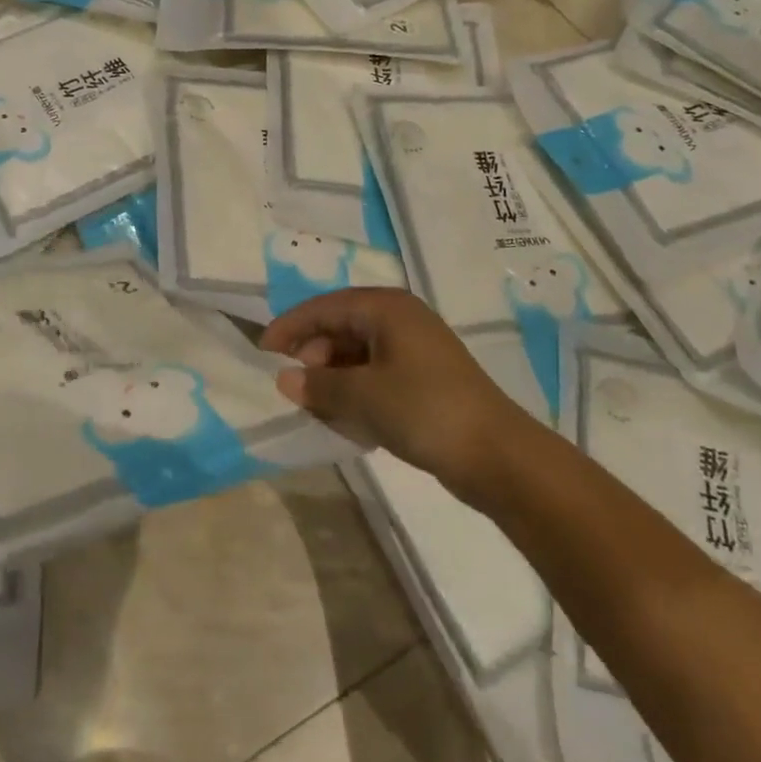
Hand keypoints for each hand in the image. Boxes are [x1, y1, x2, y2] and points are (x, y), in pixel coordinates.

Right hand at [260, 288, 526, 490]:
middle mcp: (401, 320)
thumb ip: (318, 385)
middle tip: (296, 386)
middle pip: (342, 327)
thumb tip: (284, 378)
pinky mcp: (426, 379)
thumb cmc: (423, 410)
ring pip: (358, 354)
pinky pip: (377, 375)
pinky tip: (350, 421)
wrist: (497, 455)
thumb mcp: (362, 397)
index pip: (325, 307)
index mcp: (386, 308)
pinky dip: (357, 392)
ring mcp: (416, 350)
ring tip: (319, 408)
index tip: (263, 349)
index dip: (291, 326)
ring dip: (334, 378)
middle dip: (314, 356)